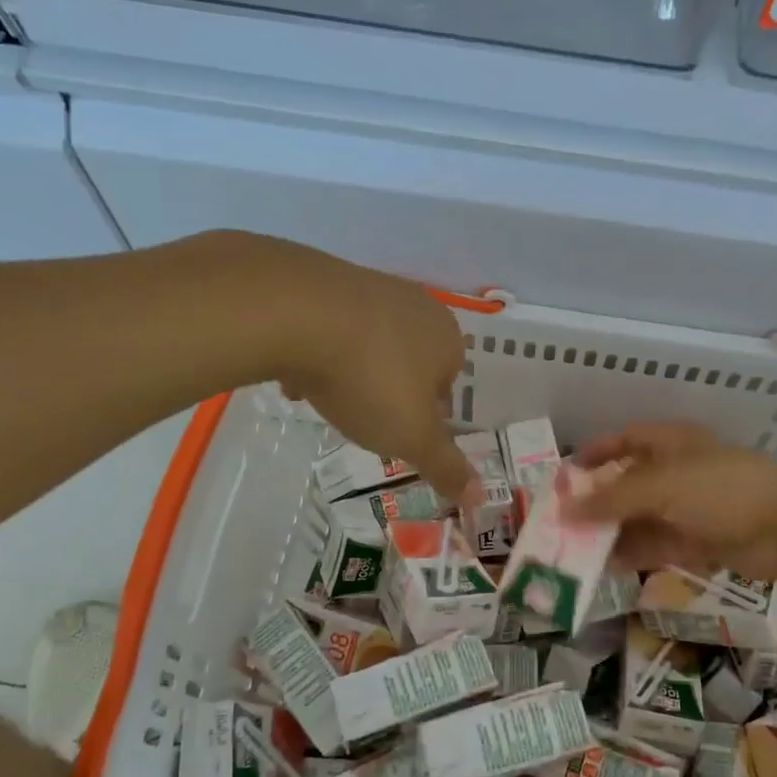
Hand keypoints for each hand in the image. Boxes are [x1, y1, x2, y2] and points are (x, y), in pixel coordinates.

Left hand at [210, 234, 475, 508]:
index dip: (425, 413)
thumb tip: (480, 497)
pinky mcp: (324, 279)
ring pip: (367, 343)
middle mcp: (415, 305)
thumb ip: (445, 466)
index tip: (399, 433)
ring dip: (352, 372)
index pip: (448, 382)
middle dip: (388, 390)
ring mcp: (369, 287)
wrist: (297, 314)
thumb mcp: (412, 436)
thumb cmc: (370, 379)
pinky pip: (329, 327)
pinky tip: (297, 373)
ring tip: (327, 398)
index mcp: (446, 338)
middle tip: (364, 417)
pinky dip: (318, 351)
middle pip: (407, 360)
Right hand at [573, 421, 776, 583]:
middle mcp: (680, 470)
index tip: (568, 472)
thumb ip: (611, 499)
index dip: (597, 452)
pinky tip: (609, 566)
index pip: (627, 439)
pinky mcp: (703, 539)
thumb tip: (565, 509)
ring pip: (643, 517)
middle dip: (600, 500)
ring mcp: (693, 506)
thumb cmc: (721, 490)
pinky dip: (636, 552)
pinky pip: (660, 543)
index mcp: (673, 442)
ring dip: (614, 531)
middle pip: (631, 482)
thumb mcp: (660, 487)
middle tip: (566, 520)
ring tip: (579, 550)